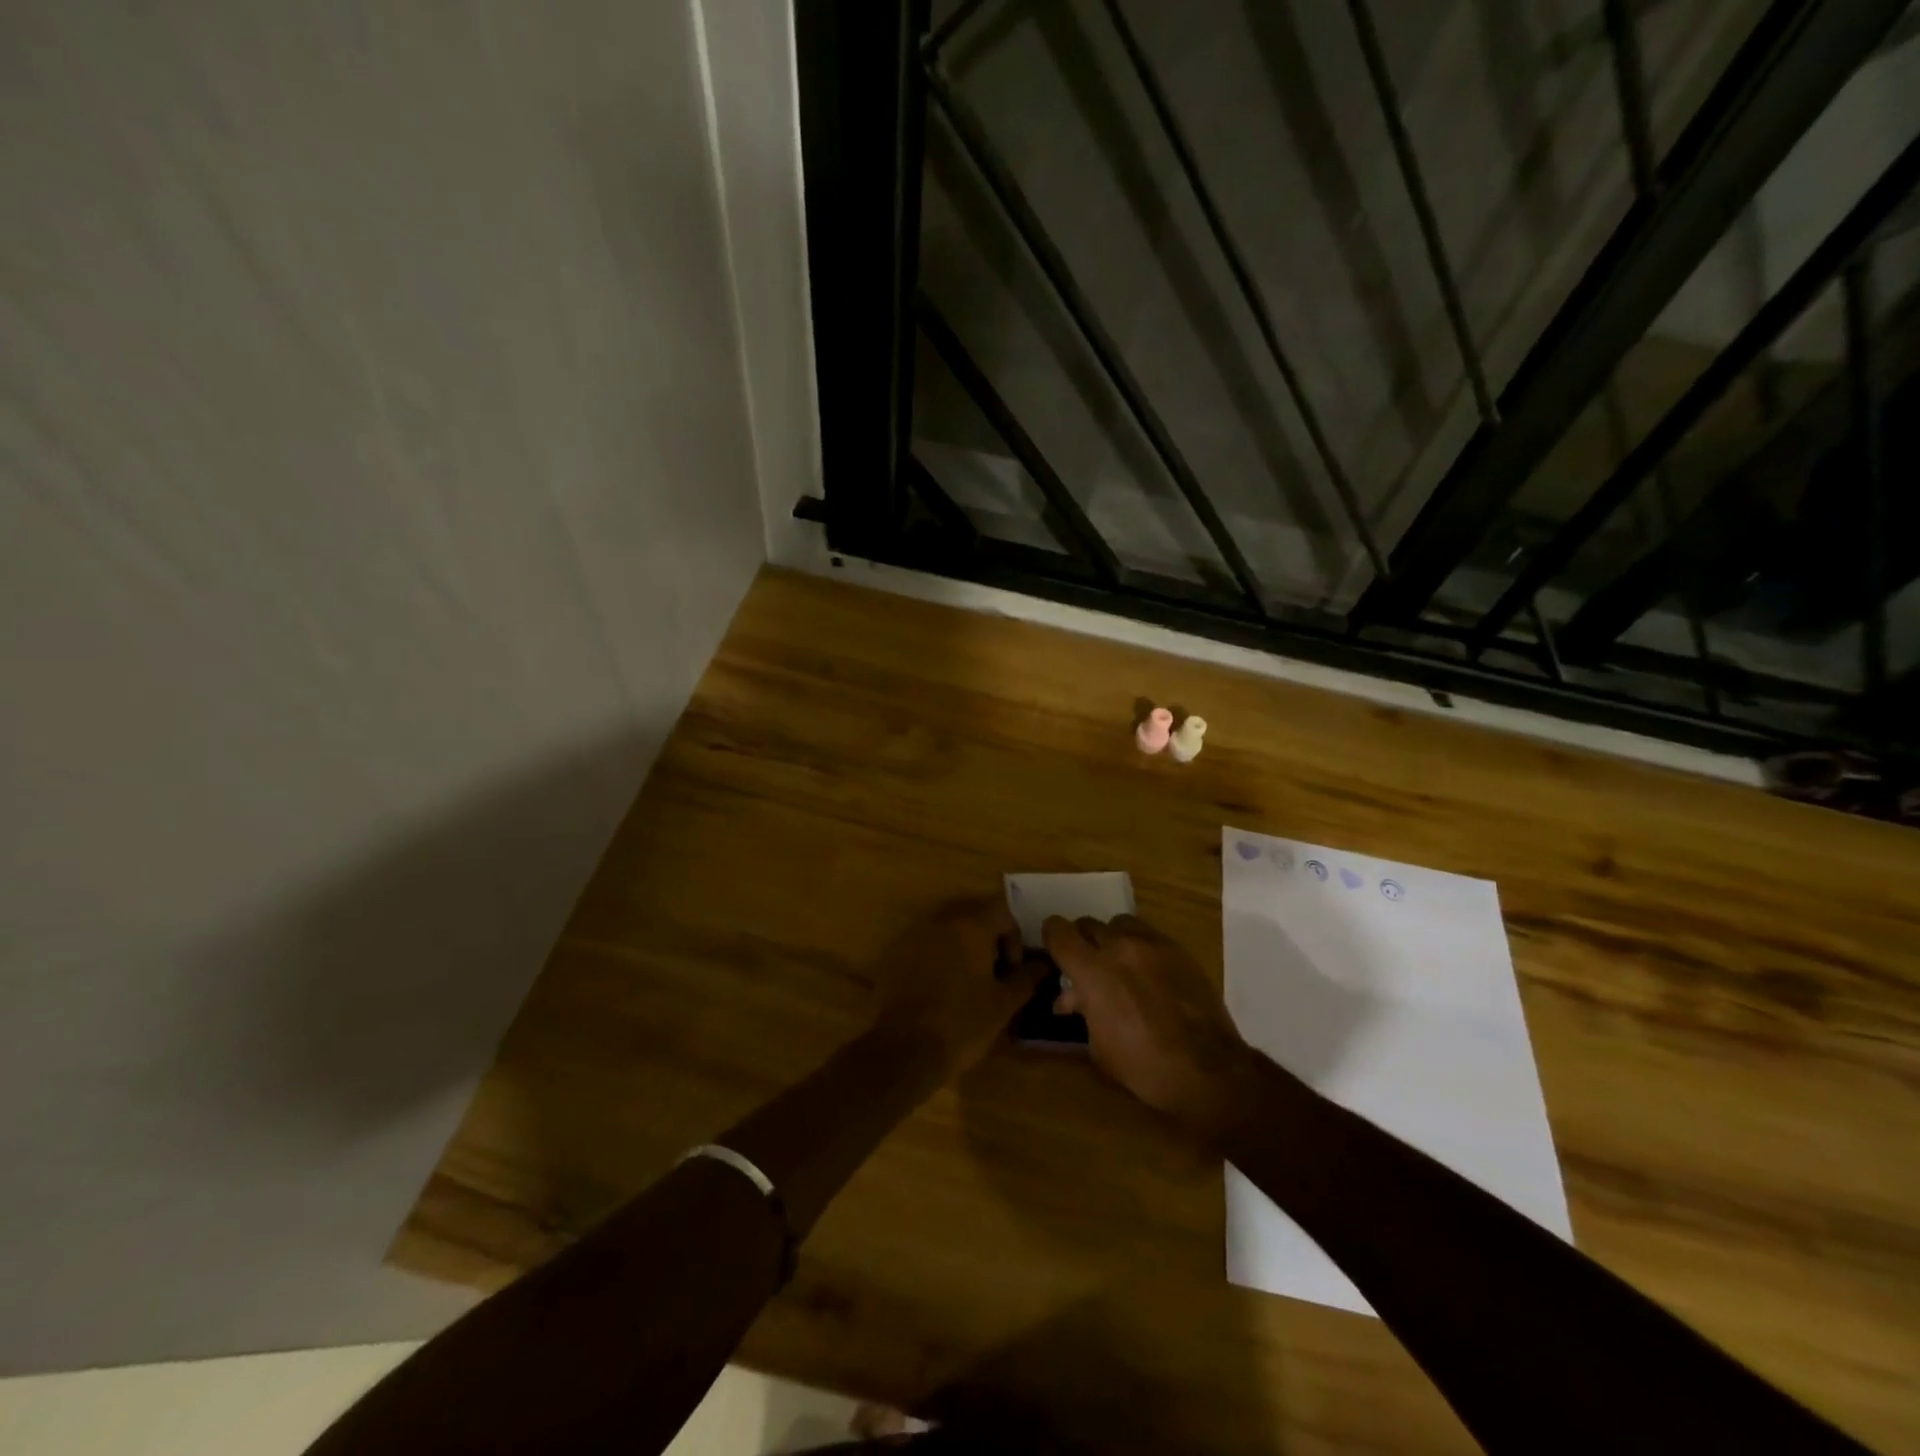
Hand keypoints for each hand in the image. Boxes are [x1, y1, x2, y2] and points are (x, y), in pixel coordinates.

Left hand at [868, 897, 1041, 1078]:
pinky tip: (938, 988)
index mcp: (970, 925)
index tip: (1012, 970)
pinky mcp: (892, 953)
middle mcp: (939, 920)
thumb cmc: (962, 1024)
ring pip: (946, 928)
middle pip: (972, 914)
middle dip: (987, 938)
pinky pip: (923, 943)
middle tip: (993, 973)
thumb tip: (1041, 965)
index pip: (1002, 911)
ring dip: (961, 946)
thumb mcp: (1003, 1004)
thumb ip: (1026, 978)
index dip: (1014, 938)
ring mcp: (912, 934)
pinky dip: (936, 956)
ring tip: (967, 981)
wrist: (903, 1051)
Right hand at [1045, 914, 1258, 1142]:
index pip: (1059, 932)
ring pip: (1120, 924)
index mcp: (1093, 971)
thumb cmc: (1144, 1066)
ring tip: (1118, 965)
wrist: (1209, 1070)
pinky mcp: (1179, 950)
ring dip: (1111, 939)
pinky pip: (1149, 935)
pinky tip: (1148, 973)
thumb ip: (1083, 1011)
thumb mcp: (1098, 1046)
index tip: (1053, 948)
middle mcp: (1119, 947)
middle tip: (1085, 965)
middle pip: (1088, 924)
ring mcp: (1152, 944)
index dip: (1051, 937)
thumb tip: (1074, 997)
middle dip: (1082, 942)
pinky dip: (1139, 947)